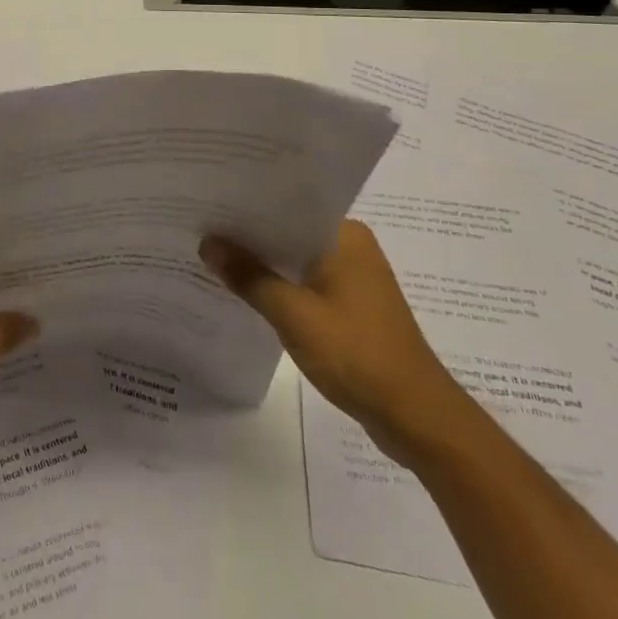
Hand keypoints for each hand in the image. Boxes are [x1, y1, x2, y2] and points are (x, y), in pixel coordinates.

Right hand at [201, 219, 471, 463]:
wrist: (417, 418)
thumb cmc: (357, 354)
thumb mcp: (293, 314)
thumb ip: (248, 276)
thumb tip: (207, 243)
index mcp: (344, 235)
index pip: (286, 204)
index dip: (246, 203)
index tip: (207, 200)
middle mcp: (351, 246)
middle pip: (288, 230)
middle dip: (248, 233)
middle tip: (200, 225)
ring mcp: (353, 277)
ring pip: (295, 258)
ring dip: (262, 261)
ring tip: (213, 254)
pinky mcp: (351, 305)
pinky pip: (304, 281)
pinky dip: (278, 284)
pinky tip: (245, 290)